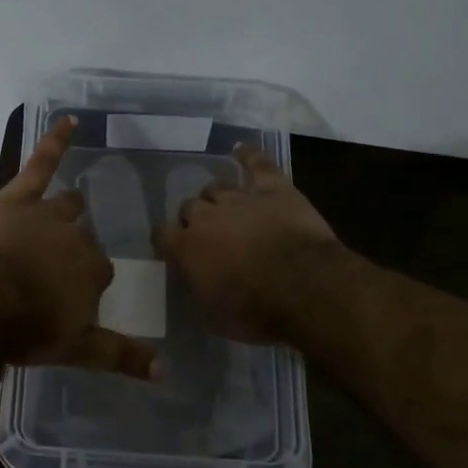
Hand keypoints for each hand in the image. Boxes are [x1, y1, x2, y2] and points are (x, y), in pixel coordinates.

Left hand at [0, 117, 158, 379]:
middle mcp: (77, 237)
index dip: (86, 283)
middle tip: (57, 267)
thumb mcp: (77, 349)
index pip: (99, 272)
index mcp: (93, 271)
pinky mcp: (17, 198)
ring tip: (69, 209)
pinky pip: (42, 163)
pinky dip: (56, 142)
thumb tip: (165, 372)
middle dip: (74, 250)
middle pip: (84, 240)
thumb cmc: (27, 328)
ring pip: (67, 205)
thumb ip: (121, 355)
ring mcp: (48, 214)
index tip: (71, 297)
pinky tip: (69, 121)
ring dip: (69, 210)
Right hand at [154, 144, 345, 344]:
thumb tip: (196, 282)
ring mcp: (239, 198)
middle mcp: (206, 217)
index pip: (161, 234)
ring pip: (216, 187)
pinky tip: (242, 150)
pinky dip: (248, 156)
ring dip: (218, 198)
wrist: (305, 288)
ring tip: (228, 209)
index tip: (172, 249)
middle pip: (189, 207)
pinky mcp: (273, 188)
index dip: (166, 240)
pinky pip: (256, 163)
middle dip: (195, 219)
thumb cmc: (257, 311)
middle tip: (210, 236)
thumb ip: (199, 291)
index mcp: (187, 248)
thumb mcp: (215, 317)